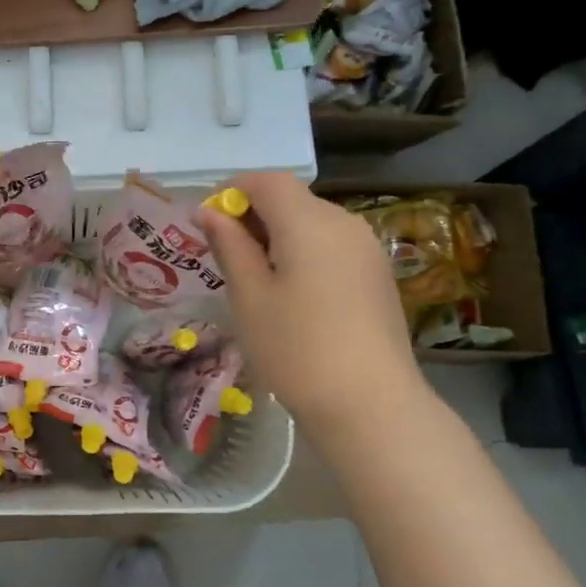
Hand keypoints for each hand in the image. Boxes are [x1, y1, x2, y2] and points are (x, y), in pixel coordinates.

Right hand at [198, 173, 428, 438]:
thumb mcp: (249, 296)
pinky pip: (331, 246)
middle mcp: (343, 222)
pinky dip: (304, 253)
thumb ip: (229, 245)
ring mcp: (366, 248)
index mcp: (308, 221)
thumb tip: (209, 211)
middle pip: (290, 198)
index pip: (265, 180)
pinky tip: (293, 296)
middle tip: (226, 258)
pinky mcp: (377, 274)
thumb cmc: (296, 348)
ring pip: (311, 222)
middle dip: (253, 216)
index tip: (208, 226)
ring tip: (256, 281)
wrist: (371, 406)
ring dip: (278, 236)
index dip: (231, 192)